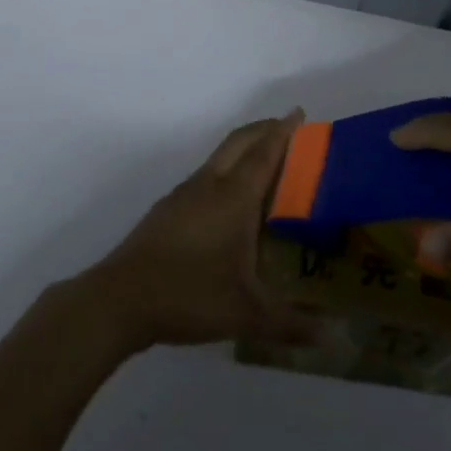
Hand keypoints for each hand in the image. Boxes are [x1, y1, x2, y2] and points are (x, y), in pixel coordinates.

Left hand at [80, 112, 320, 352]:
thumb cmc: (189, 295)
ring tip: (265, 165)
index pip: (264, 153)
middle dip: (263, 130)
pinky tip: (229, 203)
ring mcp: (183, 195)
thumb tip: (331, 337)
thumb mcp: (246, 314)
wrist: (119, 300)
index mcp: (233, 198)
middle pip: (238, 143)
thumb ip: (290, 324)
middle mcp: (208, 186)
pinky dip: (225, 172)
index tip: (299, 113)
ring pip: (218, 158)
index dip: (283, 131)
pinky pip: (205, 177)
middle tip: (288, 130)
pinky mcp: (167, 210)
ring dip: (242, 150)